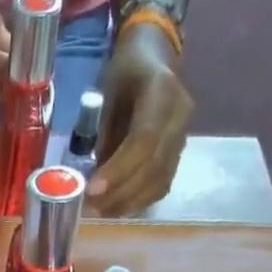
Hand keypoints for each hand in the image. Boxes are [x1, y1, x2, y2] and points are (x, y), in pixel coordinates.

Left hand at [88, 24, 192, 214]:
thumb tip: (86, 175)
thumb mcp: (105, 92)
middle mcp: (180, 115)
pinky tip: (117, 207)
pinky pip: (162, 185)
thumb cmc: (124, 73)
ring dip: (128, 202)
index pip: (144, 140)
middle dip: (120, 192)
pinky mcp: (179, 153)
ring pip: (160, 180)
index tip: (92, 189)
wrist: (154, 58)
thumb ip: (99, 132)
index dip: (119, 169)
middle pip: (155, 166)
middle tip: (91, 208)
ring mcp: (184, 136)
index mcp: (162, 90)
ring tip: (100, 212)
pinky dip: (138, 201)